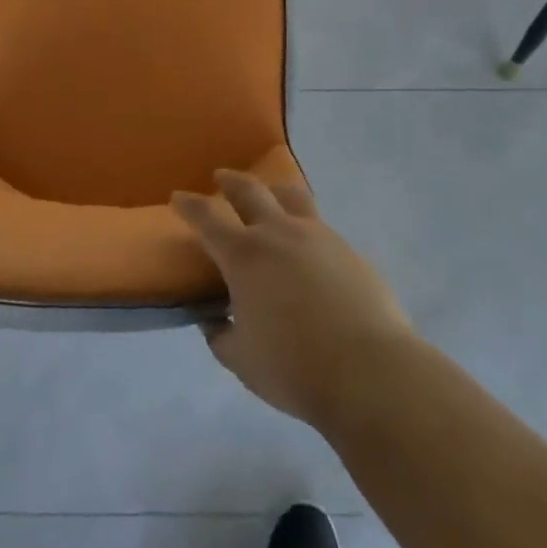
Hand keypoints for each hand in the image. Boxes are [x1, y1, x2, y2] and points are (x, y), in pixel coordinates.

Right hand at [173, 170, 415, 431]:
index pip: (208, 219)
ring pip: (290, 196)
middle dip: (231, 181)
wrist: (368, 369)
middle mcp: (278, 233)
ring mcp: (317, 235)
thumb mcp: (242, 360)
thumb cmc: (294, 367)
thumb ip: (221, 336)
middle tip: (221, 178)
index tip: (178, 197)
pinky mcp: (348, 248)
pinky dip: (304, 224)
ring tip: (270, 195)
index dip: (190, 206)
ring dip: (272, 191)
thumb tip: (213, 320)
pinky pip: (319, 224)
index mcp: (245, 256)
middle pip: (250, 191)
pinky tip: (307, 245)